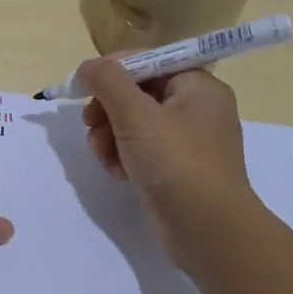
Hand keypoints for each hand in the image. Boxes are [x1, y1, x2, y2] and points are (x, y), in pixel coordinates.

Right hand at [78, 59, 252, 275]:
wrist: (209, 232)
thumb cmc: (176, 164)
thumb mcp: (136, 115)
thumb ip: (108, 82)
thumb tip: (88, 66)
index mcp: (197, 86)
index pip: (148, 61)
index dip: (112, 70)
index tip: (83, 88)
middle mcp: (196, 108)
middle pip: (136, 92)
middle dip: (107, 109)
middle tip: (90, 125)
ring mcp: (187, 141)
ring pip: (133, 123)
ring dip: (109, 136)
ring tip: (103, 156)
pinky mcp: (176, 168)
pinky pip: (140, 149)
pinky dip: (123, 156)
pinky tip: (116, 173)